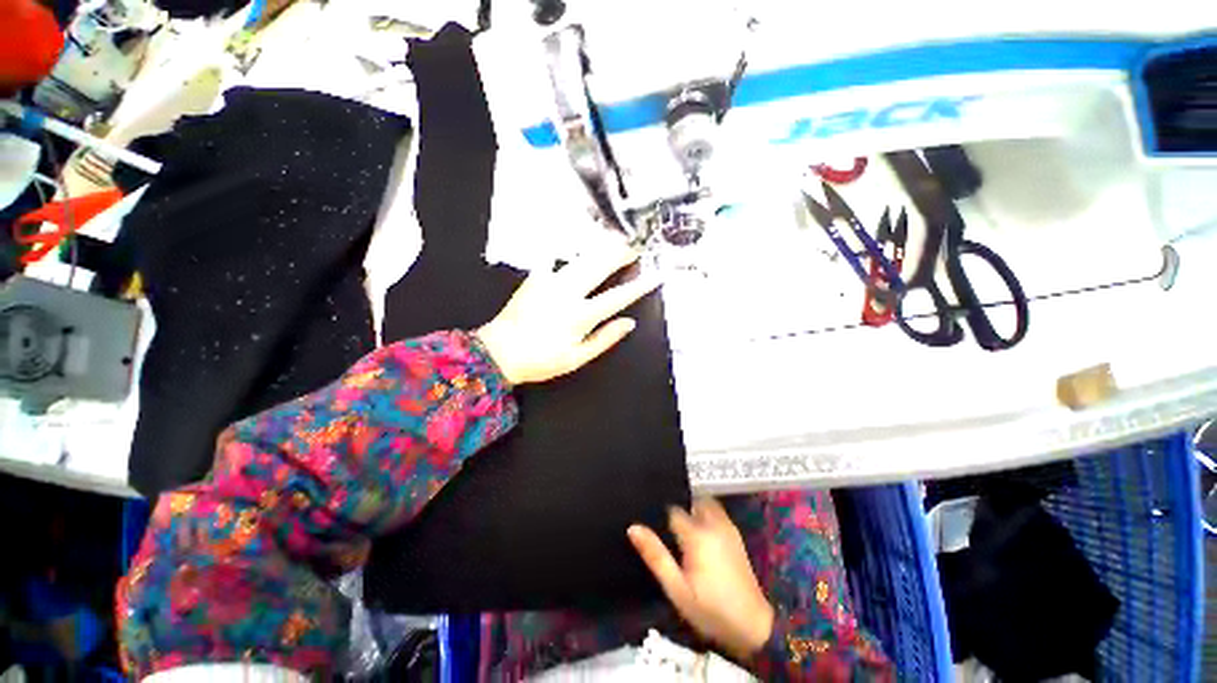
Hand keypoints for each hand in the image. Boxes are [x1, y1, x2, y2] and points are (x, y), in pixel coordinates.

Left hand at [477, 246, 658, 384]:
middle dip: (621, 254)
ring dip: (601, 248)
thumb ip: (605, 339)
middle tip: (637, 244)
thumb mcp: (577, 358)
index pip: (618, 297)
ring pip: (582, 257)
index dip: (639, 286)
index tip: (656, 276)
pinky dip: (573, 251)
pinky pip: (559, 258)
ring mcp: (550, 281)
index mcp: (580, 315)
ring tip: (617, 239)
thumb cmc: (541, 360)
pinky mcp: (536, 277)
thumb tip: (629, 323)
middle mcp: (568, 292)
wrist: (499, 352)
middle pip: (600, 266)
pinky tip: (580, 246)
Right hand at [628, 498, 775, 660]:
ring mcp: (728, 527)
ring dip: (693, 510)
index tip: (653, 527)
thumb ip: (655, 556)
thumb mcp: (676, 589)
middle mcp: (714, 523)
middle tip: (667, 530)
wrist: (753, 626)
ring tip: (681, 531)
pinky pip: (717, 512)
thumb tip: (633, 528)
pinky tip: (699, 536)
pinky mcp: (736, 535)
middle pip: (690, 502)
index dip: (661, 517)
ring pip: (705, 504)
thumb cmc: (710, 610)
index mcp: (697, 534)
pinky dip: (705, 514)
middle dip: (678, 510)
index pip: (672, 510)